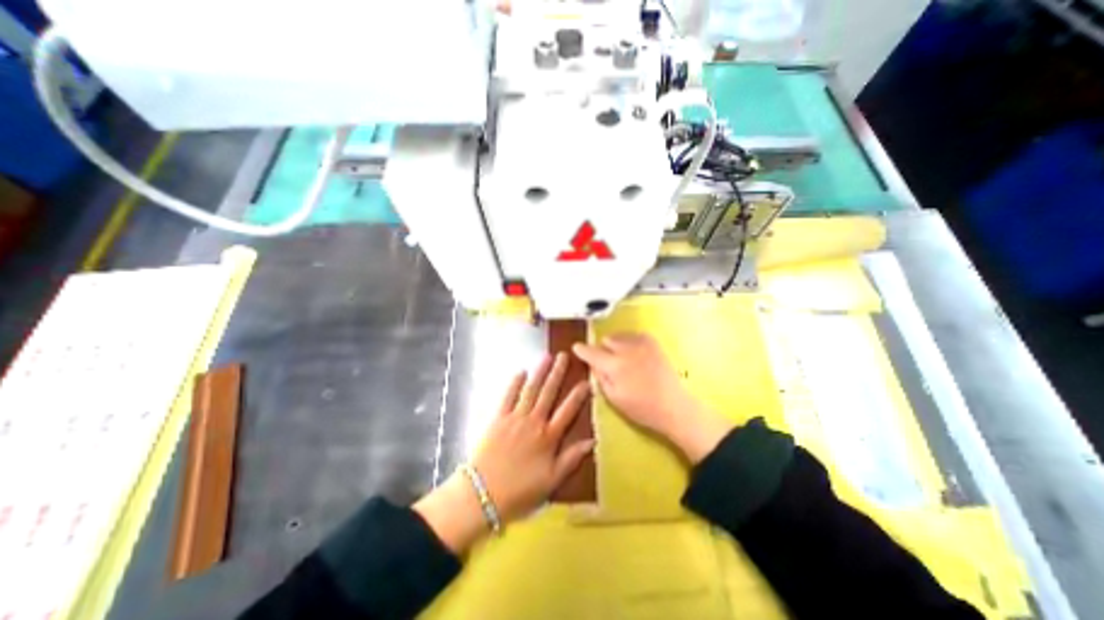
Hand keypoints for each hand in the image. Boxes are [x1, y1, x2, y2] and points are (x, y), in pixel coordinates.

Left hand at [475, 354, 594, 522]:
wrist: (484, 493)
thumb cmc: (520, 491)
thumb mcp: (552, 480)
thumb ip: (572, 458)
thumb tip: (592, 441)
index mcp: (548, 437)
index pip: (568, 411)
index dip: (578, 396)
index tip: (586, 381)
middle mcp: (534, 422)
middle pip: (548, 393)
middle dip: (558, 373)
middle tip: (565, 356)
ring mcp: (515, 417)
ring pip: (531, 390)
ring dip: (539, 372)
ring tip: (547, 356)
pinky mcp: (498, 418)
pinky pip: (508, 396)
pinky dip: (514, 383)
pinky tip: (520, 372)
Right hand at [568, 334, 731, 463]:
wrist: (673, 406)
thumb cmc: (641, 408)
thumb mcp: (613, 398)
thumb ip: (600, 377)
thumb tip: (593, 364)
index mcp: (614, 365)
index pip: (591, 352)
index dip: (582, 350)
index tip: (576, 347)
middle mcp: (626, 350)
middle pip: (606, 340)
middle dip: (603, 349)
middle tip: (608, 362)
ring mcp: (641, 343)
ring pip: (619, 336)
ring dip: (616, 345)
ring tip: (623, 358)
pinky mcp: (652, 342)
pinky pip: (633, 335)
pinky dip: (629, 342)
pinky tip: (634, 354)